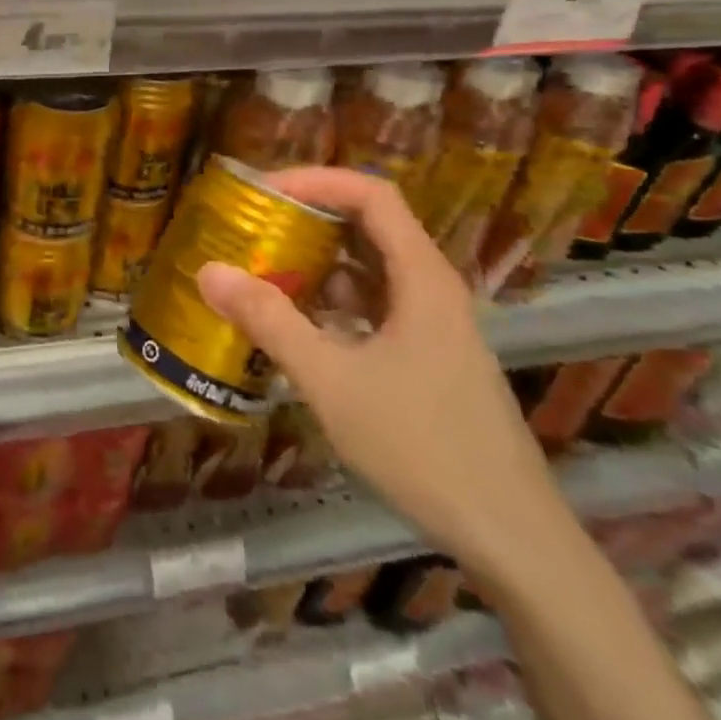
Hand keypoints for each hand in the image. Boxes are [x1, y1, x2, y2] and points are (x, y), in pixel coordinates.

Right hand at [195, 167, 568, 568]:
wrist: (511, 539)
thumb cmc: (422, 447)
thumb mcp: (331, 380)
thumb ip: (269, 321)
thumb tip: (209, 271)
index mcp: (422, 278)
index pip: (371, 194)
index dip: (316, 180)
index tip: (263, 192)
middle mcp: (432, 289)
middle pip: (369, 226)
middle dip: (308, 219)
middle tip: (252, 227)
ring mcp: (434, 325)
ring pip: (369, 269)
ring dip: (317, 264)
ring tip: (262, 272)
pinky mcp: (429, 357)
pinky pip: (373, 307)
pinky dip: (333, 302)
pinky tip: (297, 327)